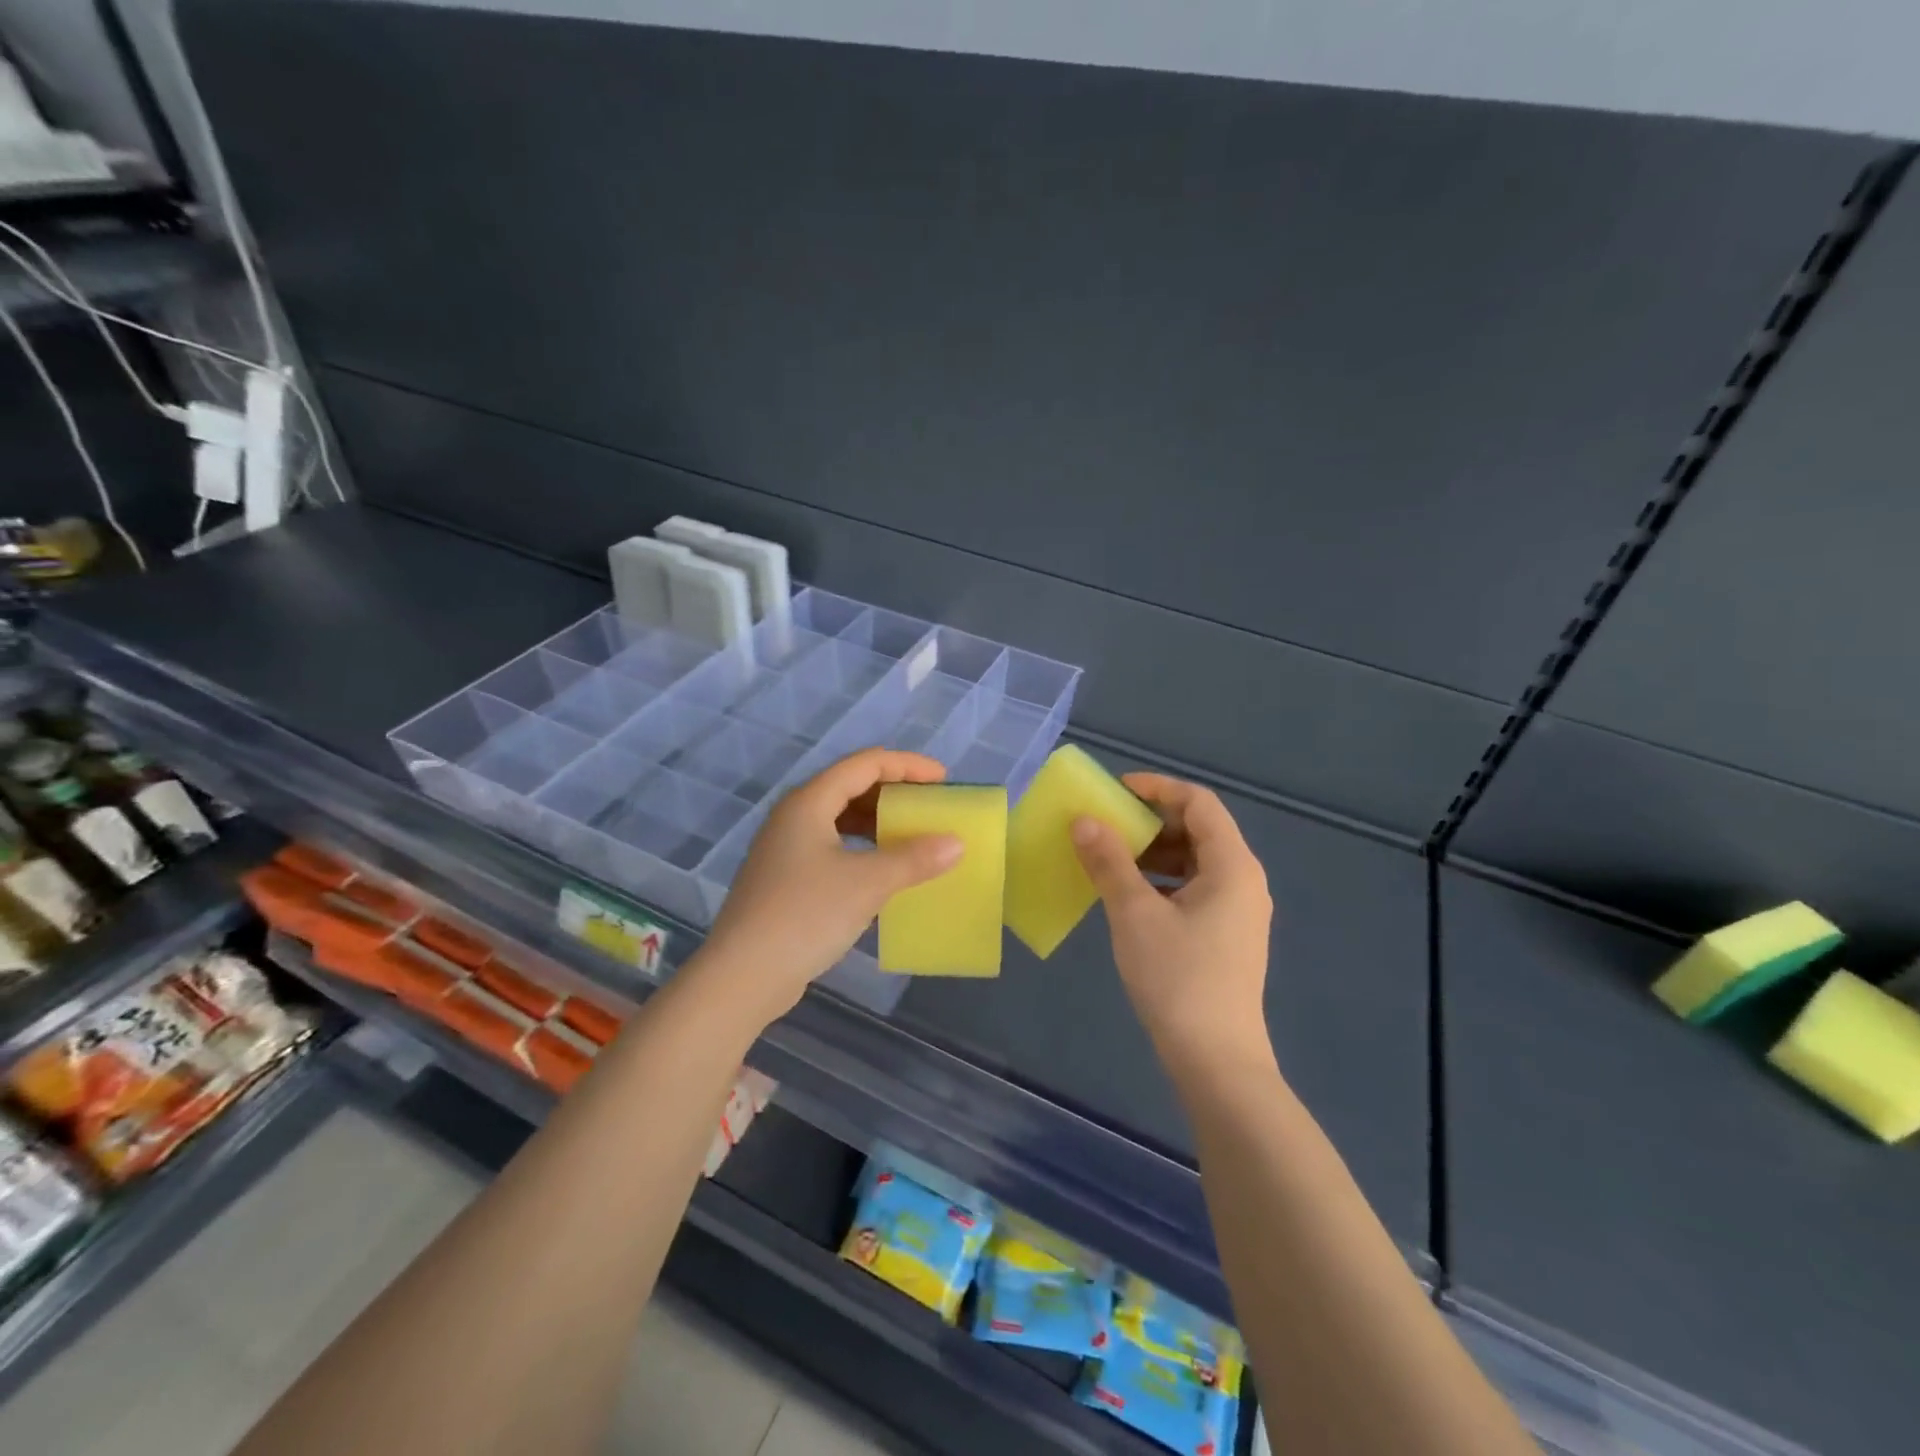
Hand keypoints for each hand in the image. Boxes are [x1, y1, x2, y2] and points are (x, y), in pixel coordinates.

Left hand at [697, 748, 963, 1022]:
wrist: (743, 976)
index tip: (943, 780)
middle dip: (894, 792)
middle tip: (930, 807)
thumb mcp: (868, 883)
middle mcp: (794, 816)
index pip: (865, 764)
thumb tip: (955, 843)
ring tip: (912, 836)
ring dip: (877, 822)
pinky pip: (832, 846)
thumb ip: (914, 859)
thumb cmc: (806, 915)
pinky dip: (862, 848)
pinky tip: (882, 870)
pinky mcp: (785, 878)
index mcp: (809, 802)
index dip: (907, 765)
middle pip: (850, 786)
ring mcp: (785, 848)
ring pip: (839, 818)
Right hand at [1071, 774, 1273, 1068]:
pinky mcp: (1228, 935)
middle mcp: (1244, 880)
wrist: (1216, 1061)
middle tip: (1108, 826)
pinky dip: (1163, 881)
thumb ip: (1109, 862)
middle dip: (1152, 822)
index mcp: (1233, 865)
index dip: (1157, 788)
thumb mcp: (1135, 914)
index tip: (1116, 791)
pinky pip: (1195, 888)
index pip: (1198, 802)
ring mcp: (1239, 910)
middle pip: (1199, 829)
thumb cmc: (1178, 978)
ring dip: (1154, 853)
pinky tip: (1131, 897)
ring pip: (1196, 861)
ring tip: (1112, 861)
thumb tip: (1084, 821)